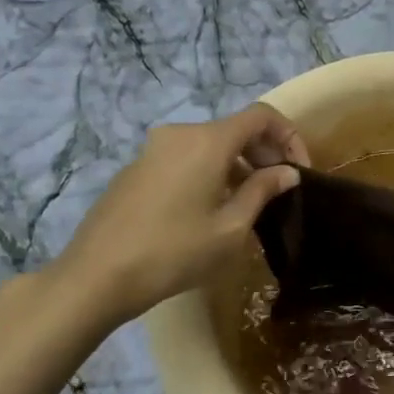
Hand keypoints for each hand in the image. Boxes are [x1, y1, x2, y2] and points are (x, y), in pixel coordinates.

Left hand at [44, 104, 309, 336]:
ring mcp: (154, 149)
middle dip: (264, 153)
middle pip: (235, 129)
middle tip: (279, 189)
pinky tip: (210, 209)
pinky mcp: (137, 168)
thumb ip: (262, 191)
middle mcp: (181, 134)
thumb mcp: (231, 228)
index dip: (289, 136)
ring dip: (237, 165)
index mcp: (208, 141)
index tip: (298, 170)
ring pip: (210, 145)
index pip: (261, 116)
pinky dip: (209, 172)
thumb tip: (287, 172)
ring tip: (248, 203)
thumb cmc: (173, 252)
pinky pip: (186, 158)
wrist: (95, 277)